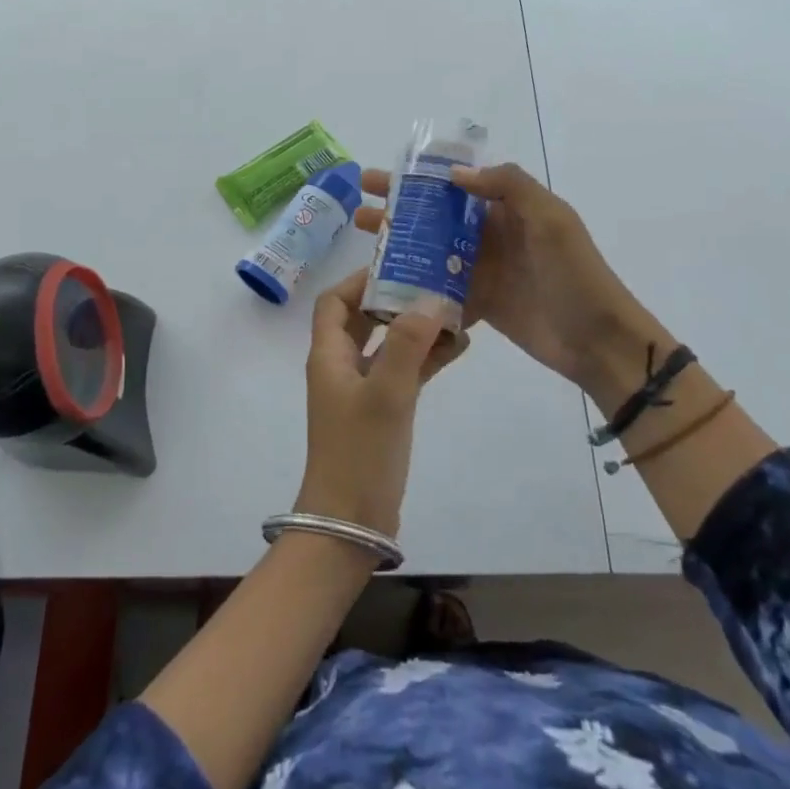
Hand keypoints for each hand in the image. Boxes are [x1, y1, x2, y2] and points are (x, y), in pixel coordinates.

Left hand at [298, 270, 467, 538]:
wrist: (350, 522)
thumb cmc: (359, 453)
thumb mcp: (386, 394)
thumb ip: (406, 344)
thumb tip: (430, 299)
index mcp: (329, 355)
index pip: (334, 301)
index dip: (360, 280)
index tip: (399, 266)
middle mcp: (342, 366)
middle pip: (363, 317)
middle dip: (395, 297)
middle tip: (434, 281)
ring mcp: (362, 389)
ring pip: (388, 344)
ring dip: (416, 327)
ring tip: (455, 309)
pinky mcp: (382, 410)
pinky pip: (404, 372)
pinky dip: (426, 358)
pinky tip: (460, 346)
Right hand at [354, 163, 657, 412]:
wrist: (596, 339)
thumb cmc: (574, 273)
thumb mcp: (550, 218)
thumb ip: (508, 186)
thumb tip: (454, 175)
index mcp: (509, 208)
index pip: (457, 183)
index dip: (420, 177)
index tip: (385, 175)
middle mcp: (491, 234)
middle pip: (437, 215)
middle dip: (399, 207)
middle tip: (361, 204)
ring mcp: (483, 270)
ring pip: (433, 251)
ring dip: (400, 243)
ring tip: (364, 239)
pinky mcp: (478, 303)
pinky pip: (440, 288)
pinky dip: (416, 284)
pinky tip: (382, 283)